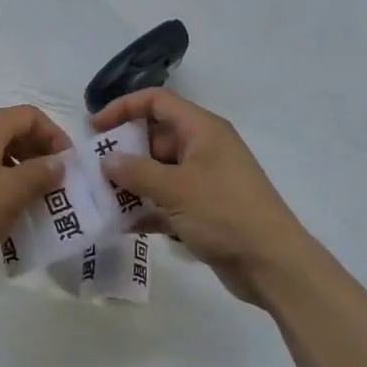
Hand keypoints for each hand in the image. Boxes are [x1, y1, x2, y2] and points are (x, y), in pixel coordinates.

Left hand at [0, 106, 70, 281]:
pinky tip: (11, 212)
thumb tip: (59, 162)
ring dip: (24, 173)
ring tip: (40, 201)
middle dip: (41, 155)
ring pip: (0, 155)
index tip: (70, 166)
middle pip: (15, 132)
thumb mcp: (12, 192)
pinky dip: (4, 185)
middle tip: (59, 184)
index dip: (56, 136)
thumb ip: (41, 173)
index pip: (31, 116)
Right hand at [93, 89, 310, 303]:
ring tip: (102, 199)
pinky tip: (123, 225)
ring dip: (132, 183)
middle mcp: (203, 148)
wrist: (272, 264)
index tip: (95, 128)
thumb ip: (136, 172)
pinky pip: (167, 200)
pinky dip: (147, 209)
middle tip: (94, 171)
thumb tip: (107, 160)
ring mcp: (204, 180)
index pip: (157, 102)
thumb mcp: (175, 189)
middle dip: (124, 152)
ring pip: (158, 171)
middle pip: (155, 137)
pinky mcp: (204, 209)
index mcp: (202, 130)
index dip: (123, 108)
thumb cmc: (224, 214)